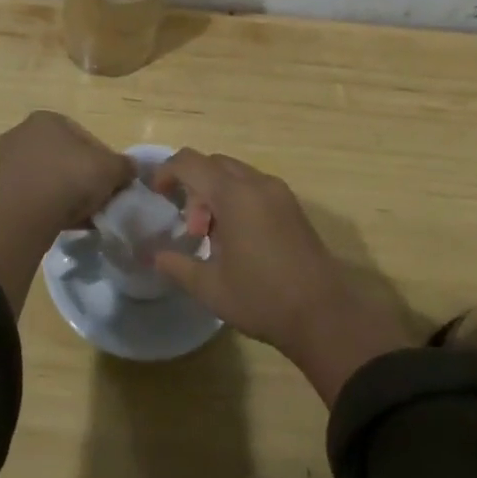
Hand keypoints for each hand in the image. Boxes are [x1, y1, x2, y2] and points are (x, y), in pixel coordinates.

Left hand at [0, 111, 132, 234]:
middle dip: (82, 176)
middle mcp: (23, 133)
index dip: (103, 160)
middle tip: (98, 197)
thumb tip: (130, 169)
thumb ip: (124, 166)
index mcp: (47, 118)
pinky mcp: (1, 189)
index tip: (111, 181)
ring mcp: (8, 162)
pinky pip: (35, 195)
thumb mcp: (111, 169)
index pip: (84, 137)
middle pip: (65, 156)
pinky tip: (66, 222)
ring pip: (49, 176)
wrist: (26, 215)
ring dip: (66, 192)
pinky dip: (50, 206)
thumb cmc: (70, 178)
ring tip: (84, 214)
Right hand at [153, 149, 412, 404]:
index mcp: (234, 194)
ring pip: (235, 174)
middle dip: (194, 187)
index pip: (190, 162)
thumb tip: (152, 255)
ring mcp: (278, 192)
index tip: (157, 195)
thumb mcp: (210, 287)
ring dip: (216, 194)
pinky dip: (237, 199)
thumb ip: (176, 265)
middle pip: (213, 164)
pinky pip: (255, 186)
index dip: (167, 172)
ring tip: (214, 239)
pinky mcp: (292, 206)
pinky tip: (239, 239)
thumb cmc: (262, 298)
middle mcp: (257, 182)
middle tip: (193, 229)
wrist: (324, 315)